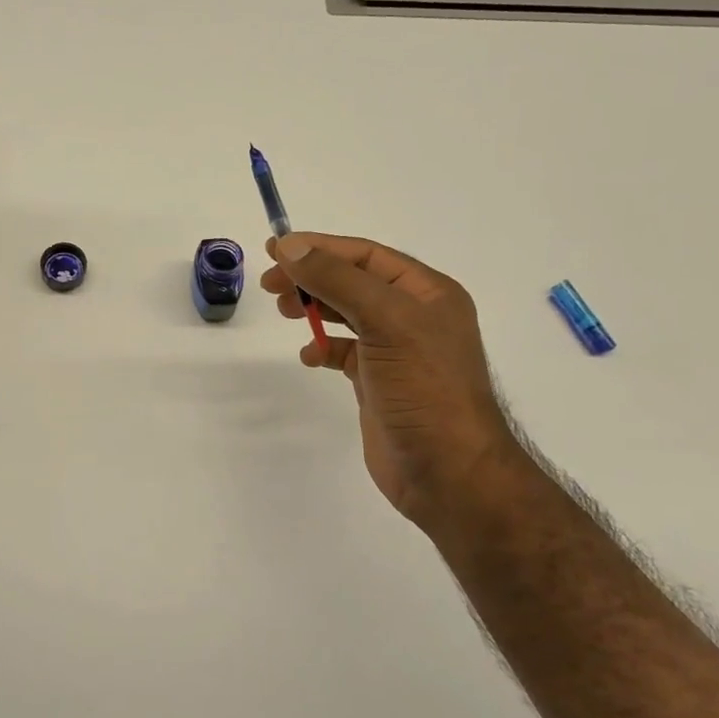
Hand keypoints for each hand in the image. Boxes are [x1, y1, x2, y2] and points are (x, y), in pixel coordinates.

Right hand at [260, 233, 521, 524]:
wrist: (448, 471)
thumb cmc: (424, 389)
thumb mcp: (386, 321)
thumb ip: (338, 280)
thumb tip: (291, 246)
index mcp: (426, 292)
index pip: (365, 256)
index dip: (319, 248)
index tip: (274, 250)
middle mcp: (414, 316)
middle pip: (353, 281)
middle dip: (312, 277)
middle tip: (271, 285)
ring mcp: (396, 351)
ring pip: (347, 314)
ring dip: (315, 308)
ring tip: (285, 312)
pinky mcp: (379, 383)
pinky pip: (345, 352)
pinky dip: (324, 348)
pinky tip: (310, 355)